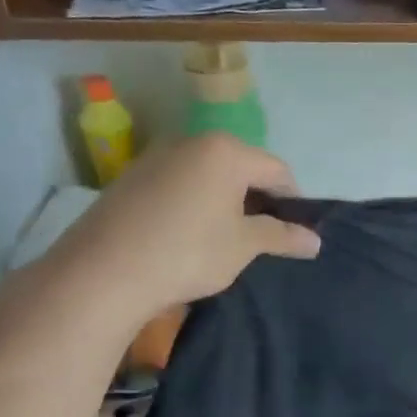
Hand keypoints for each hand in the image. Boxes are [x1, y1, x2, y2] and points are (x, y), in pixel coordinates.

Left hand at [47, 134, 320, 327]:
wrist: (100, 274)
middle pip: (242, 167)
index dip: (293, 201)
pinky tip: (187, 235)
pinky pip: (178, 184)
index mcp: (226, 152)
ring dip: (225, 201)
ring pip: (207, 175)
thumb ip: (282, 236)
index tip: (294, 231)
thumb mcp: (244, 246)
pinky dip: (193, 203)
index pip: (277, 170)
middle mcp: (192, 142)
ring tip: (224, 238)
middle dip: (258, 199)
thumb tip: (315, 240)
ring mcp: (156, 158)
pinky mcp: (130, 178)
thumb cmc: (188, 252)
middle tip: (262, 236)